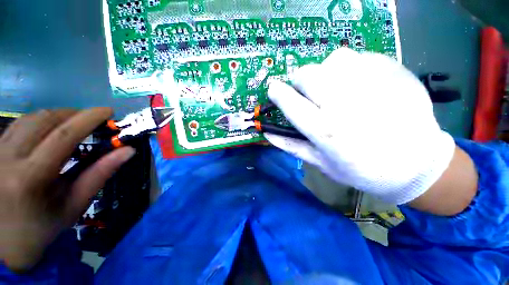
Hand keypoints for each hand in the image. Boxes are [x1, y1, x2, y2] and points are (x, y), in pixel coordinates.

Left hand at [0, 108, 134, 270]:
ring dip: (56, 115)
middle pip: (45, 119)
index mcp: (31, 177)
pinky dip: (39, 121)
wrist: (5, 243)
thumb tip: (127, 151)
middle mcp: (8, 158)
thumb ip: (100, 174)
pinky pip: (18, 125)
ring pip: (29, 118)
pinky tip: (49, 130)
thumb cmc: (43, 227)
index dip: (89, 118)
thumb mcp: (74, 204)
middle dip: (73, 114)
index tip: (108, 111)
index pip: (64, 135)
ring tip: (73, 123)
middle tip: (92, 120)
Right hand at [266, 48, 455, 204]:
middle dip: (300, 81)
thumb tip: (267, 133)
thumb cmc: (362, 170)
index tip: (273, 89)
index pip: (291, 104)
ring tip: (334, 87)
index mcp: (326, 131)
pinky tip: (360, 84)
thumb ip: (291, 146)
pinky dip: (352, 68)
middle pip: (308, 74)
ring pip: (334, 59)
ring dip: (326, 72)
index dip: (277, 93)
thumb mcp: (320, 163)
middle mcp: (345, 105)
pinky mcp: (395, 73)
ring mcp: (373, 85)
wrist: (416, 166)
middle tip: (307, 92)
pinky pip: (361, 57)